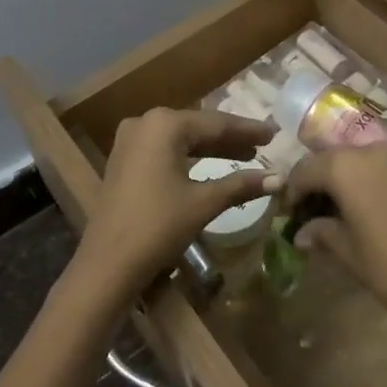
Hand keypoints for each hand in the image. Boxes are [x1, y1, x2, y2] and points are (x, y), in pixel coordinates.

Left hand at [74, 108, 275, 300]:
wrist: (107, 264)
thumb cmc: (158, 226)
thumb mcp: (203, 203)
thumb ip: (241, 184)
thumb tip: (279, 178)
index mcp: (164, 124)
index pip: (216, 123)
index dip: (247, 129)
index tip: (274, 133)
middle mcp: (145, 123)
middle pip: (198, 127)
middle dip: (230, 139)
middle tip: (263, 144)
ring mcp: (130, 140)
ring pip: (181, 139)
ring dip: (211, 149)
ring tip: (245, 156)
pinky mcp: (124, 160)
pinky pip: (165, 150)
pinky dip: (189, 157)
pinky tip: (211, 166)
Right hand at [285, 149, 386, 342]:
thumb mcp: (350, 254)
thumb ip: (322, 233)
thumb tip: (301, 233)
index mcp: (346, 168)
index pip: (306, 169)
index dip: (292, 190)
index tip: (288, 214)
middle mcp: (372, 152)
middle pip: (333, 159)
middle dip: (318, 182)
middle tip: (311, 211)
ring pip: (360, 160)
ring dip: (346, 179)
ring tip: (341, 210)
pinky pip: (386, 168)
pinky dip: (372, 181)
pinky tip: (374, 209)